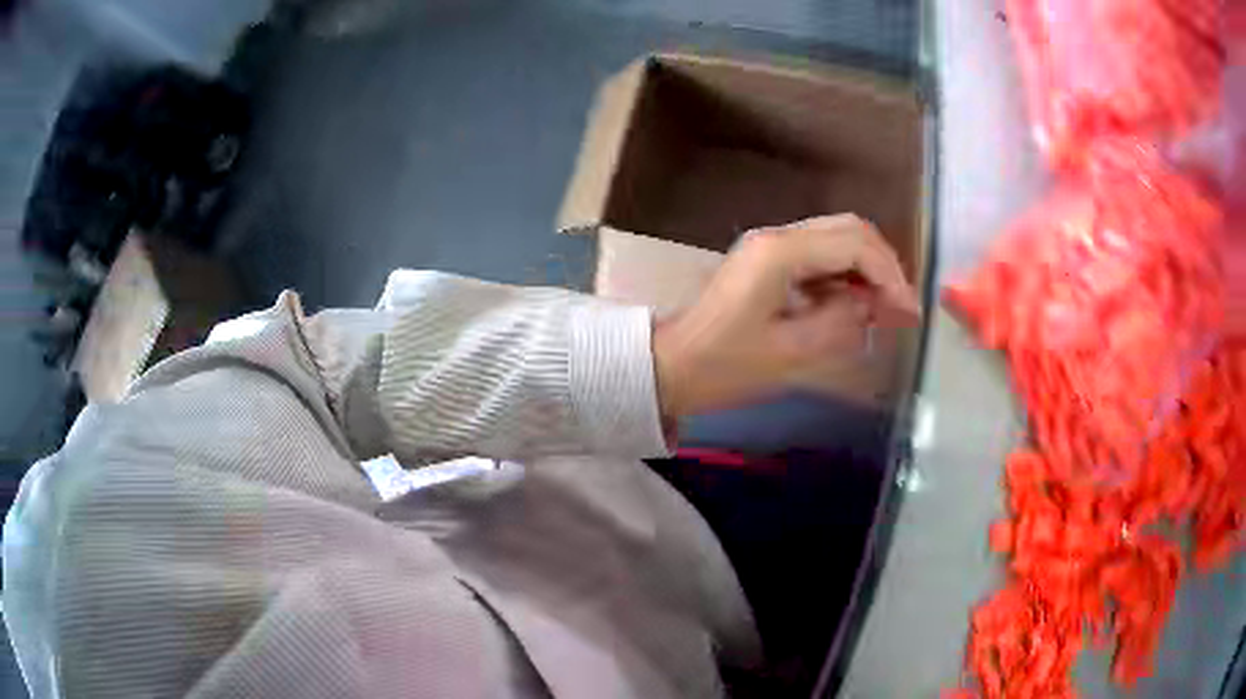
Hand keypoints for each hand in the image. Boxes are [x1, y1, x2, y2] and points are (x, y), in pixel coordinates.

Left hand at [653, 215, 921, 416]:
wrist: (671, 366)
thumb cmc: (725, 366)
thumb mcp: (791, 353)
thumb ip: (841, 322)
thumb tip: (874, 304)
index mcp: (781, 253)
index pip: (855, 245)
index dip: (891, 276)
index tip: (909, 314)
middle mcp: (777, 237)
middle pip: (849, 230)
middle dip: (883, 266)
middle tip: (901, 309)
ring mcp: (770, 246)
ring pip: (836, 239)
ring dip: (866, 269)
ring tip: (885, 311)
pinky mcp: (767, 262)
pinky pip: (819, 256)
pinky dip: (844, 275)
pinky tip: (854, 306)